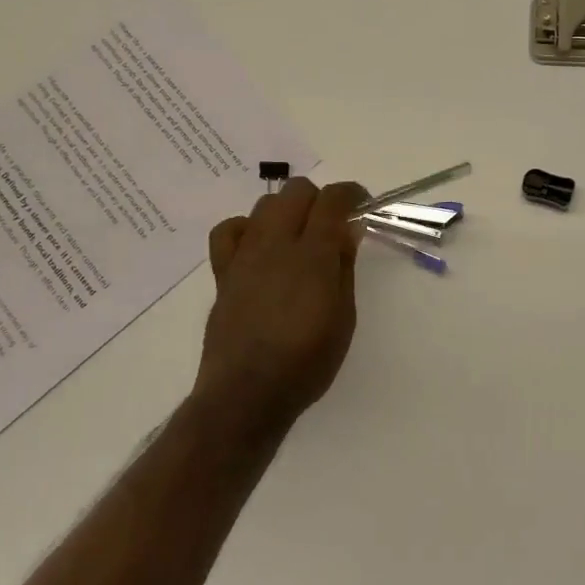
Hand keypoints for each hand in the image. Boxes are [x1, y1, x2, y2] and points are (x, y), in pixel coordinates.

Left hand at [196, 178, 367, 435]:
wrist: (247, 393)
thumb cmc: (307, 362)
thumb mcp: (344, 317)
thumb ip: (344, 266)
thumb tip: (348, 229)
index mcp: (313, 254)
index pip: (333, 200)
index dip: (351, 194)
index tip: (361, 204)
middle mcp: (276, 243)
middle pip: (296, 190)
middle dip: (319, 199)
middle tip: (332, 225)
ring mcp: (245, 255)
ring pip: (265, 204)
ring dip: (287, 210)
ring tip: (297, 238)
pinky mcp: (223, 272)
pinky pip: (229, 230)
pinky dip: (247, 228)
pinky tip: (258, 246)